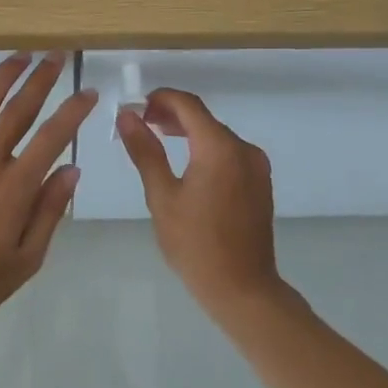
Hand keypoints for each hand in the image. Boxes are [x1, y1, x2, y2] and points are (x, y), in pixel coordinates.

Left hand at [0, 53, 96, 341]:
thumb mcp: (25, 260)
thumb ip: (48, 212)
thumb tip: (71, 171)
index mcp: (14, 187)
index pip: (52, 137)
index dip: (73, 111)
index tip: (88, 92)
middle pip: (18, 110)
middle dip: (40, 79)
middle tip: (55, 56)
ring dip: (1, 77)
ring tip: (19, 56)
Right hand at [117, 89, 280, 310]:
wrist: (243, 288)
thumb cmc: (195, 244)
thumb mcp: (162, 196)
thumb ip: (145, 151)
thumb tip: (127, 116)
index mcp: (219, 148)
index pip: (188, 105)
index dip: (161, 99)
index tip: (137, 108)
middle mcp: (243, 149)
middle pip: (204, 118)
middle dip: (172, 115)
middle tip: (142, 124)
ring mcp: (256, 166)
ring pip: (217, 135)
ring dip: (189, 131)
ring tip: (159, 139)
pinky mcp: (260, 182)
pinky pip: (229, 152)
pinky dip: (206, 148)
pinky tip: (187, 164)